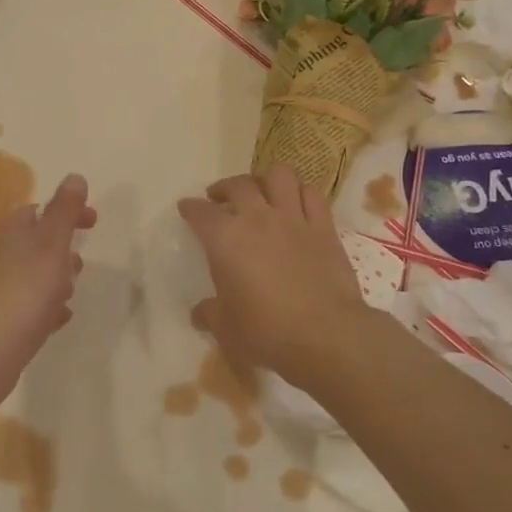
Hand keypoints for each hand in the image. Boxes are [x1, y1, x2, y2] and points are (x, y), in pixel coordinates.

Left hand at [0, 174, 96, 388]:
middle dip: (61, 248)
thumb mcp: (51, 243)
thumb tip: (75, 176)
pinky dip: (48, 307)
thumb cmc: (26, 289)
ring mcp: (1, 292)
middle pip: (34, 244)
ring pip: (33, 276)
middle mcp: (3, 259)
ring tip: (71, 291)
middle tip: (80, 261)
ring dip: (55, 278)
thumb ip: (65, 211)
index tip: (93, 221)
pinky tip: (60, 318)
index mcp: (14, 236)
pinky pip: (31, 307)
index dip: (66, 211)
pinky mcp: (4, 322)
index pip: (38, 211)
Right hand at [178, 165, 364, 387]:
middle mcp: (257, 219)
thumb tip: (200, 312)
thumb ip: (209, 314)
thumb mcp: (226, 328)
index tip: (186, 208)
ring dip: (265, 179)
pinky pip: (312, 195)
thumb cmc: (266, 332)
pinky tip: (296, 203)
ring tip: (260, 192)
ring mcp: (293, 219)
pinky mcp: (324, 228)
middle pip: (238, 185)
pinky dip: (301, 193)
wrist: (325, 335)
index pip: (200, 212)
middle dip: (224, 188)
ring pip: (279, 176)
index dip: (190, 208)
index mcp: (225, 239)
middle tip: (219, 199)